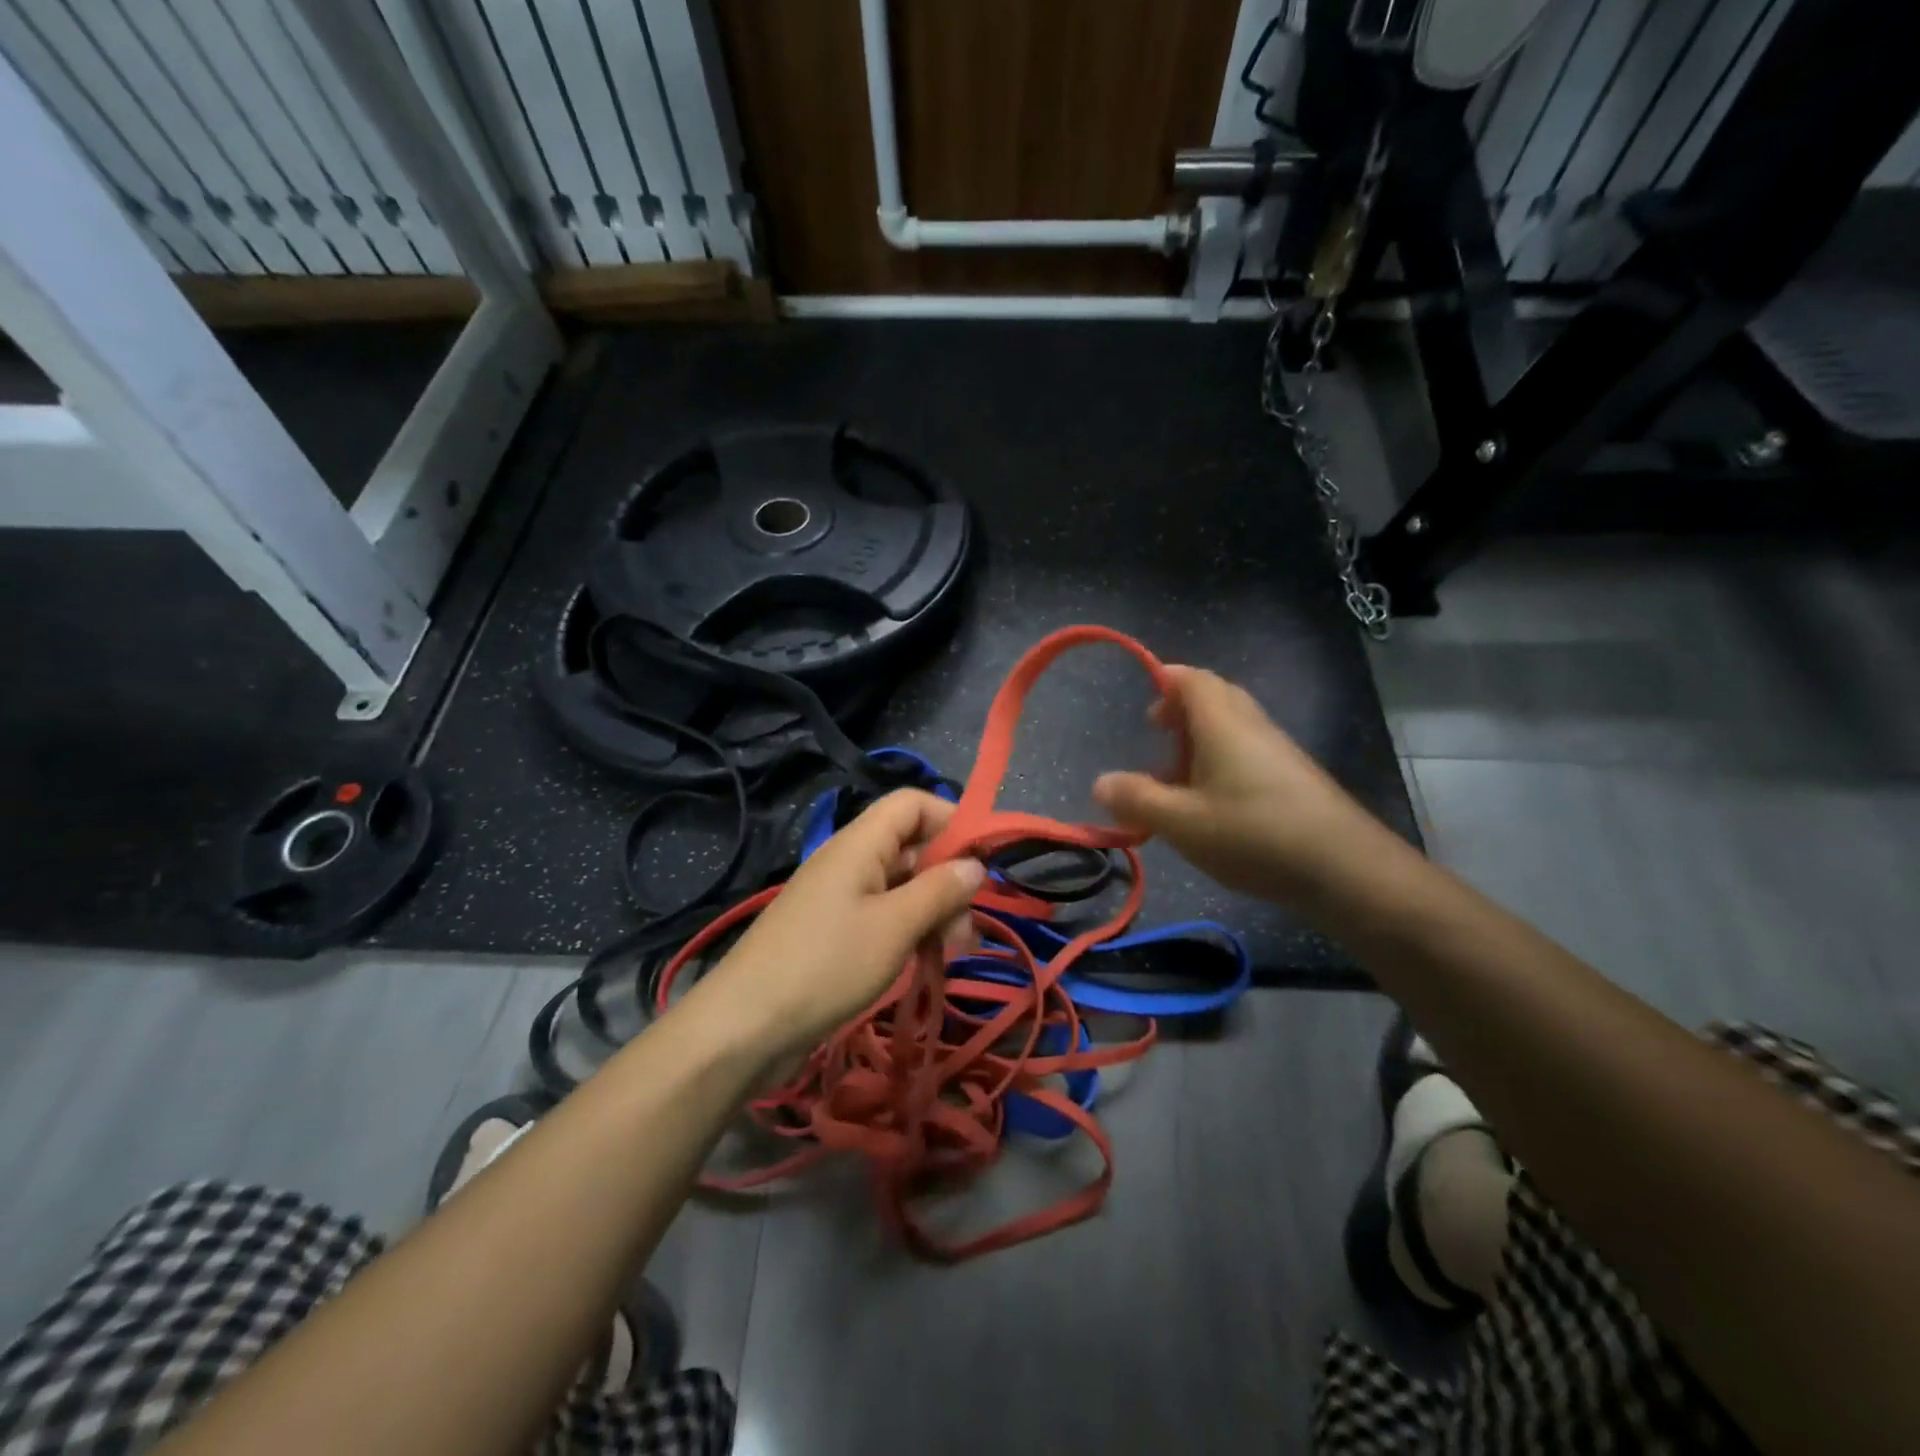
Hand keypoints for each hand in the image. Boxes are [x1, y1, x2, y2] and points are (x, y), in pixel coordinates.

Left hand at [698, 791, 985, 1059]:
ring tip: (954, 952)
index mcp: (859, 844)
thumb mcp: (894, 926)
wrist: (744, 1027)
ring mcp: (840, 898)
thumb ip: (940, 890)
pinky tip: (926, 961)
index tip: (983, 860)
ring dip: (933, 911)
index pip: (912, 804)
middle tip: (969, 926)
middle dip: (948, 879)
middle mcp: (849, 862)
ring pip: (900, 887)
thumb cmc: (826, 965)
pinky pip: (882, 917)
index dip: (950, 820)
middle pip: (911, 847)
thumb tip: (976, 864)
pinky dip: (909, 932)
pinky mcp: (833, 933)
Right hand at [1092, 665, 1383, 904]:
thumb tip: (1100, 782)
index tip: (1143, 705)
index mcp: (1222, 722)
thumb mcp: (1182, 822)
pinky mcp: (1293, 779)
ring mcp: (1277, 751)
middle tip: (1156, 736)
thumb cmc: (1253, 834)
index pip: (1191, 679)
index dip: (1164, 680)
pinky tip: (1212, 806)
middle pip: (1214, 698)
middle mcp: (1251, 725)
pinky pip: (1247, 753)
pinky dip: (1221, 764)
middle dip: (1181, 712)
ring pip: (1232, 729)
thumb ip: (1137, 800)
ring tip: (1176, 780)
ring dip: (1199, 743)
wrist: (1345, 869)